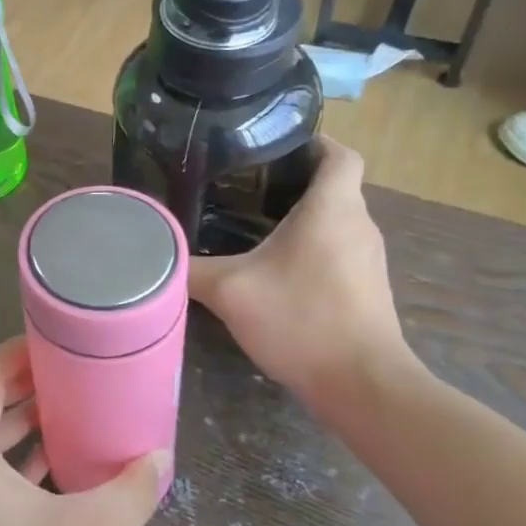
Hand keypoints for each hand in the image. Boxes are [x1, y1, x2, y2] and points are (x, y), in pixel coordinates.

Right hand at [189, 139, 415, 418]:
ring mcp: (368, 259)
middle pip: (332, 185)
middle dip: (291, 180)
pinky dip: (309, 247)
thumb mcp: (230, 290)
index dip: (312, 140)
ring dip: (300, 216)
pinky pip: (337, 249)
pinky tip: (273, 269)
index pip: (338, 153)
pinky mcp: (367, 288)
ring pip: (335, 220)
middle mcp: (359, 224)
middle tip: (241, 185)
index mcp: (333, 208)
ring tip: (249, 223)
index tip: (271, 145)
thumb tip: (157, 250)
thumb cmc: (300, 319)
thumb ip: (190, 266)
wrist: (361, 385)